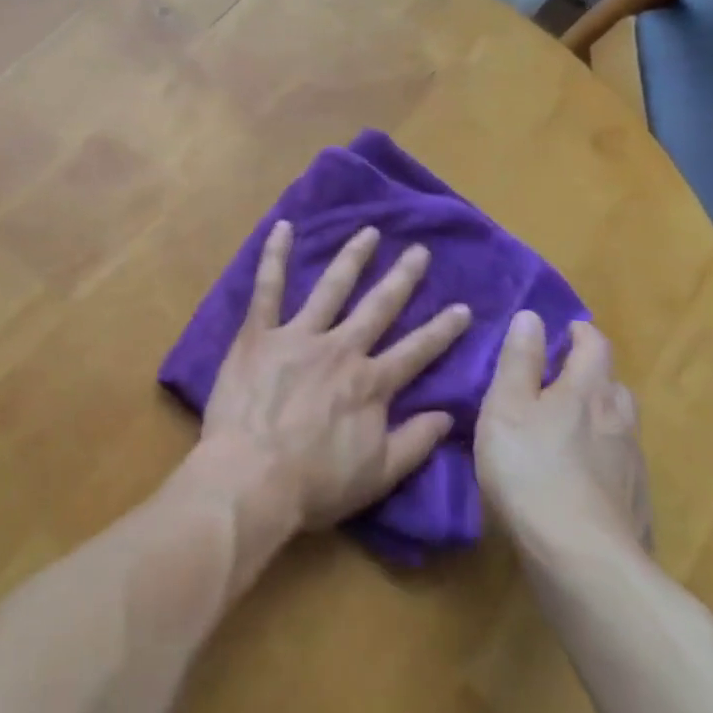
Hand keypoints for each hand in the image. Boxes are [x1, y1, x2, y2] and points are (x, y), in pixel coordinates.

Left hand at [194, 221, 471, 532]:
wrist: (251, 478)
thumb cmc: (314, 484)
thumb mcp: (378, 475)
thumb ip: (414, 442)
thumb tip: (448, 415)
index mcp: (371, 384)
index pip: (417, 351)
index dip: (442, 330)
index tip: (462, 307)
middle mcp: (341, 350)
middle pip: (378, 308)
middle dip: (402, 278)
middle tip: (419, 251)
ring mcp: (298, 336)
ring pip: (331, 288)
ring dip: (352, 258)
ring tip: (369, 232)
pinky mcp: (259, 334)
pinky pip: (267, 288)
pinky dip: (274, 256)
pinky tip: (282, 227)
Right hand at [473, 313, 652, 560]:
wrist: (581, 557)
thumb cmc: (530, 468)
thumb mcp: (506, 406)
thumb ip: (518, 361)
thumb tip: (531, 317)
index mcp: (588, 391)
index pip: (595, 346)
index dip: (580, 333)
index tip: (562, 330)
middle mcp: (619, 420)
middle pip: (612, 385)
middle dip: (590, 375)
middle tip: (557, 380)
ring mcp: (632, 464)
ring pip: (619, 425)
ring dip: (597, 416)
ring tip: (565, 428)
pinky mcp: (634, 502)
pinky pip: (618, 464)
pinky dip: (601, 456)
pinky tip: (578, 476)